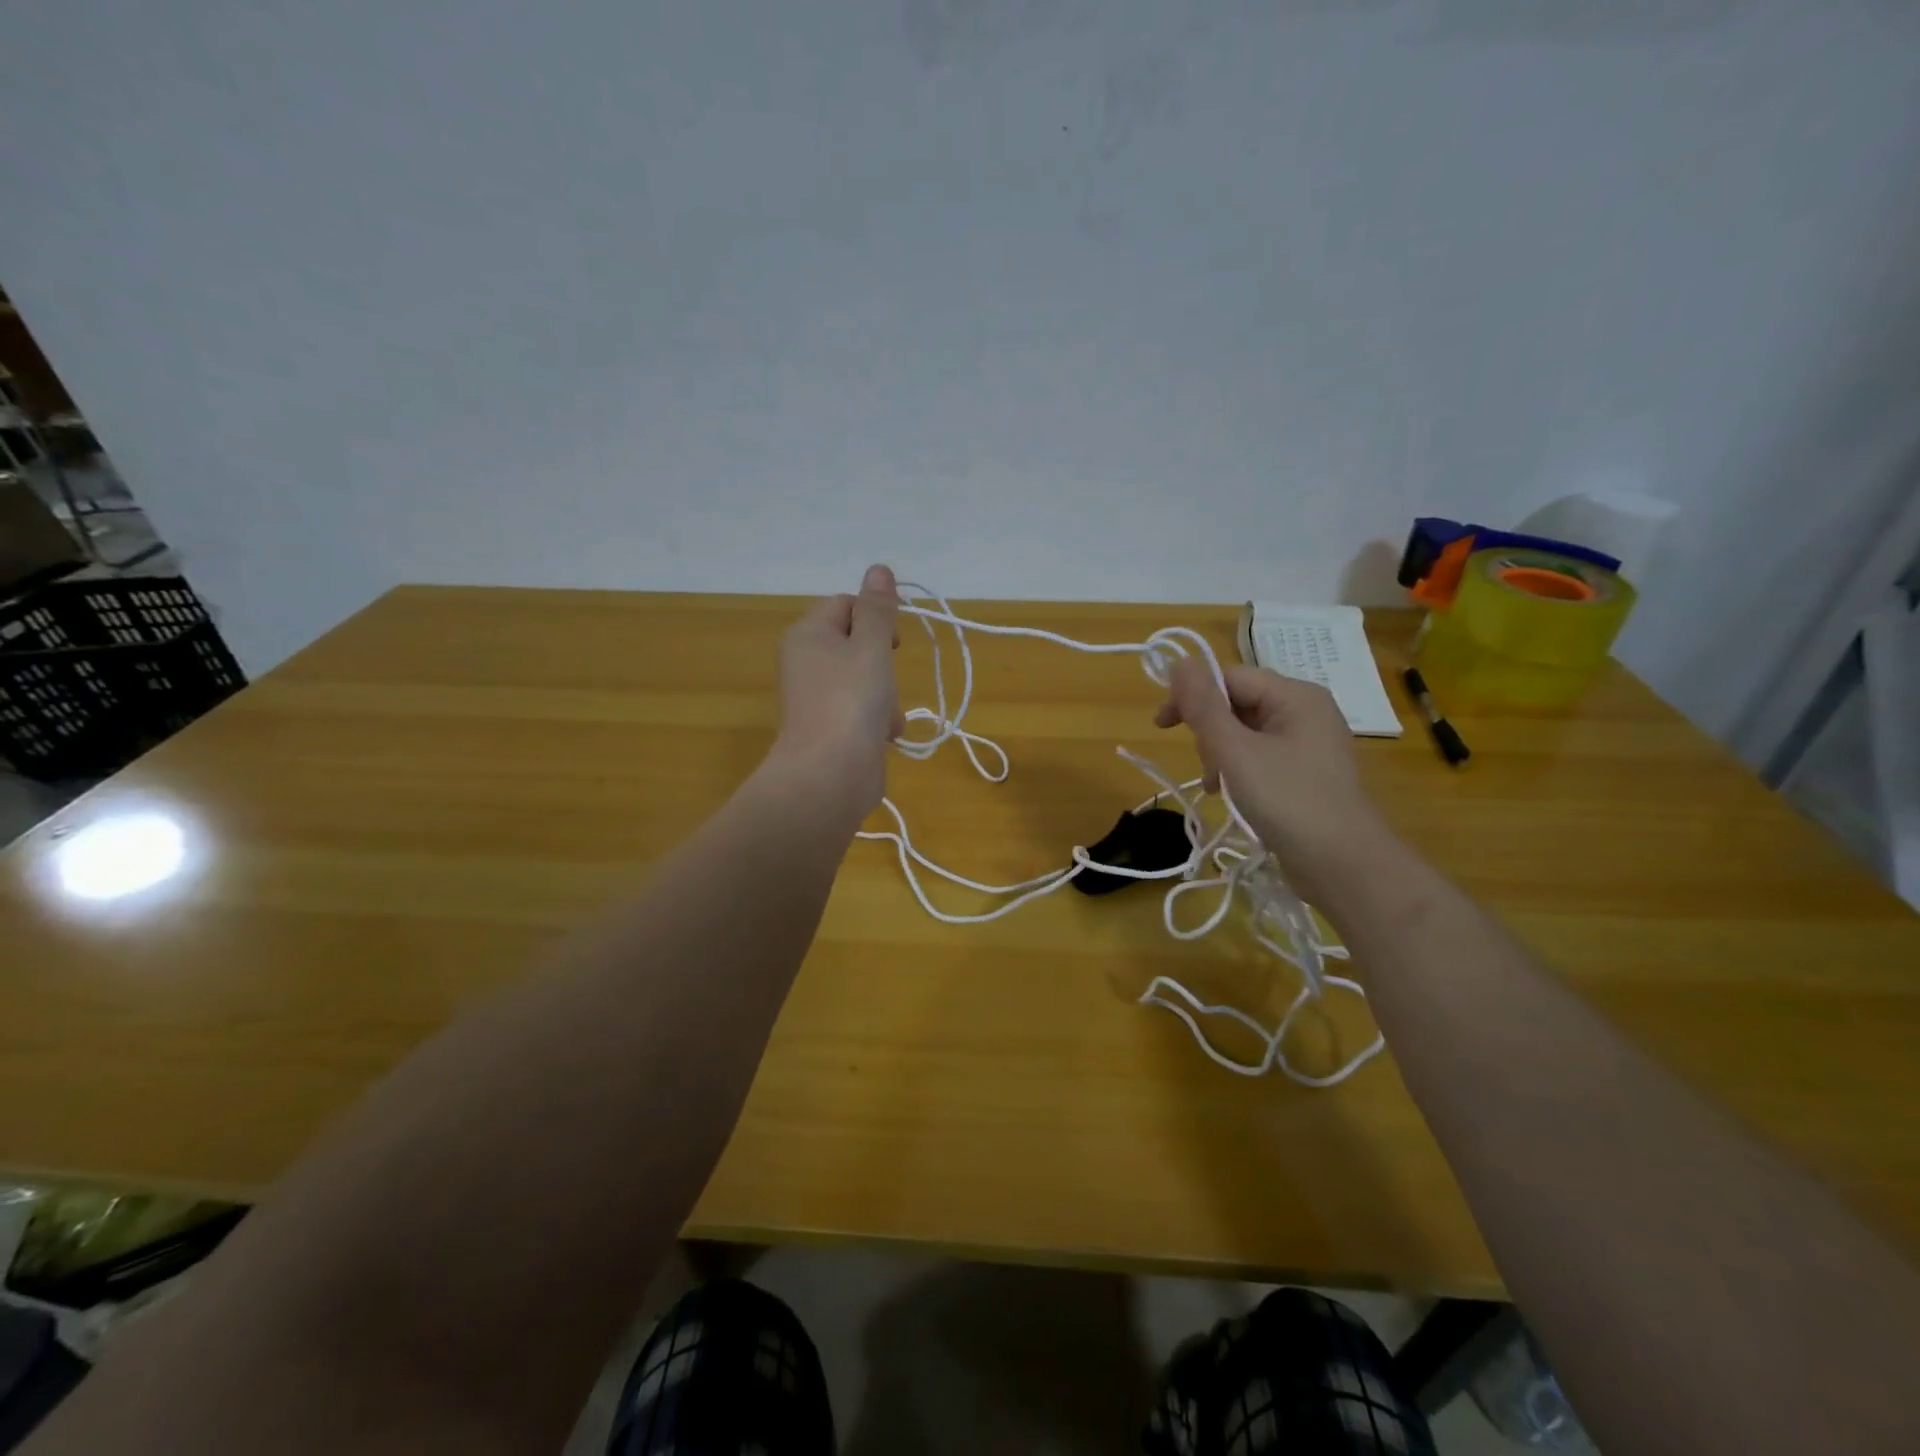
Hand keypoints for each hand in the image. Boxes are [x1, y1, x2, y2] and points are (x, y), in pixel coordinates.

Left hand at [771, 564, 903, 813]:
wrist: (830, 775)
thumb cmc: (851, 700)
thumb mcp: (871, 645)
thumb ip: (878, 609)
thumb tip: (878, 568)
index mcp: (807, 634)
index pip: (845, 604)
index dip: (874, 617)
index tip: (893, 640)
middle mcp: (806, 662)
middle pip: (857, 643)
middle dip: (883, 662)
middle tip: (887, 678)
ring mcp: (817, 698)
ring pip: (865, 680)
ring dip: (885, 695)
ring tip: (885, 715)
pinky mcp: (830, 729)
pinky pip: (861, 710)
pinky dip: (877, 720)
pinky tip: (883, 736)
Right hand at [1155, 657, 1394, 902]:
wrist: (1344, 866)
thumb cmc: (1288, 801)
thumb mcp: (1235, 752)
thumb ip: (1204, 707)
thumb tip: (1179, 662)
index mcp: (1295, 696)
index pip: (1229, 677)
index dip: (1192, 696)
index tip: (1161, 727)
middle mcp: (1306, 711)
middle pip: (1237, 704)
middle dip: (1210, 732)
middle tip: (1207, 768)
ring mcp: (1309, 743)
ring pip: (1246, 733)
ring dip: (1221, 755)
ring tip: (1217, 787)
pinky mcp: (1306, 773)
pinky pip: (1260, 756)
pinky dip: (1239, 770)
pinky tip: (1231, 795)